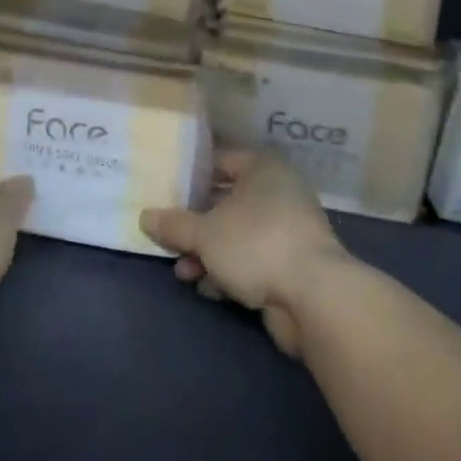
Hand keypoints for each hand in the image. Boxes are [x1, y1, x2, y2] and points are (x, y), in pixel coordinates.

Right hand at [142, 149, 347, 355]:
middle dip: (196, 222)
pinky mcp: (293, 267)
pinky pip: (253, 261)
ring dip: (209, 252)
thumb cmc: (256, 244)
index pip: (221, 160)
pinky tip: (207, 288)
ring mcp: (289, 232)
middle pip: (227, 201)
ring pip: (238, 235)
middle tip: (169, 235)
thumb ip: (174, 225)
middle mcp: (279, 194)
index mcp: (263, 170)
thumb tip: (145, 217)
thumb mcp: (205, 233)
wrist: (316, 299)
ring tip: (183, 271)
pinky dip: (230, 271)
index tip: (166, 189)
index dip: (192, 174)